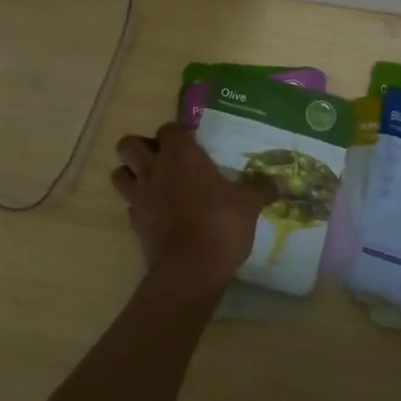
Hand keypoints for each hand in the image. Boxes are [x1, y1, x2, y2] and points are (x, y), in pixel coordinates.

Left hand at [111, 124, 271, 301]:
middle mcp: (153, 169)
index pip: (168, 129)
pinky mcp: (134, 223)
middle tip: (165, 159)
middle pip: (129, 144)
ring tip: (154, 182)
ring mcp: (139, 197)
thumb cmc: (220, 225)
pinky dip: (139, 204)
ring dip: (131, 173)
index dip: (179, 134)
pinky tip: (158, 212)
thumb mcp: (248, 205)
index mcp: (180, 155)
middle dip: (142, 147)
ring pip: (119, 173)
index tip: (194, 144)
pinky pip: (130, 204)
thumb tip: (282, 183)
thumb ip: (261, 189)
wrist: (190, 271)